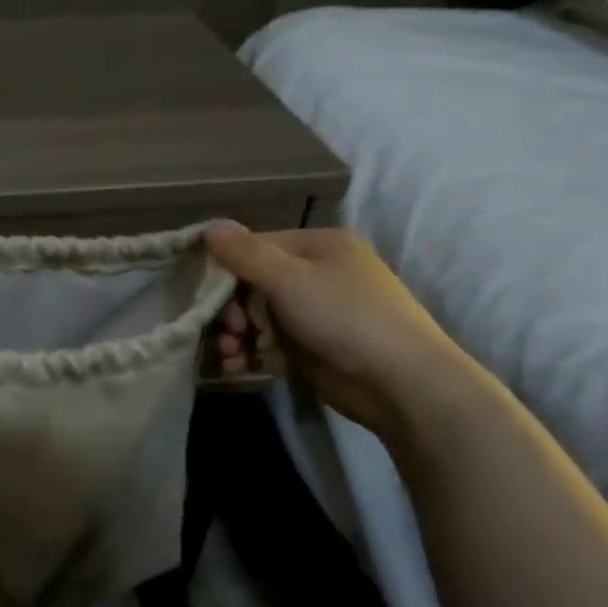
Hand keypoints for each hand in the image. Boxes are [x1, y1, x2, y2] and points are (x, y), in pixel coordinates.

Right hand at [204, 220, 476, 437]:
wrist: (399, 381)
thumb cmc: (344, 316)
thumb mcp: (289, 278)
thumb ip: (245, 253)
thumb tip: (208, 225)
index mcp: (319, 246)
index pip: (256, 248)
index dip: (227, 271)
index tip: (209, 298)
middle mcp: (318, 274)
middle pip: (255, 286)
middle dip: (232, 311)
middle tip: (228, 332)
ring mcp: (316, 313)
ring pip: (260, 318)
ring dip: (238, 336)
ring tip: (230, 355)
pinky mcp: (313, 348)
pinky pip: (271, 344)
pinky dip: (252, 355)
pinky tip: (237, 367)